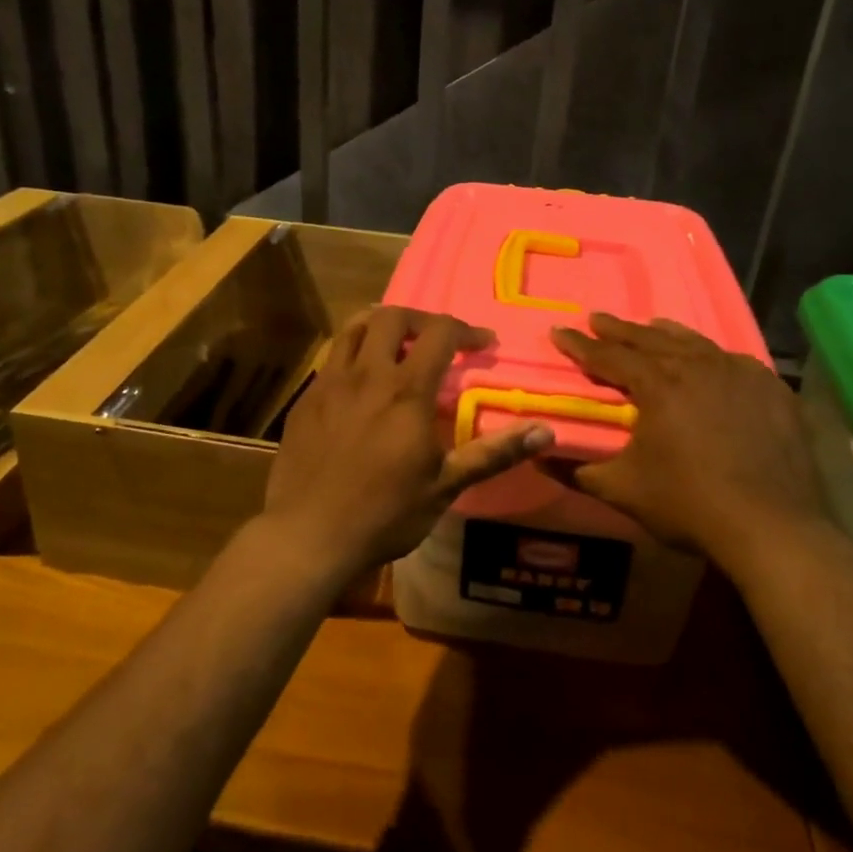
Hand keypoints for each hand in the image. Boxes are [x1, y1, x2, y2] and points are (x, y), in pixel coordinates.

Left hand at [262, 307, 552, 579]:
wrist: (308, 535)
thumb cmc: (384, 514)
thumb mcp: (445, 486)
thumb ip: (493, 453)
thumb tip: (546, 431)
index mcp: (405, 391)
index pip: (440, 334)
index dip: (466, 330)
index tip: (483, 343)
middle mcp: (366, 374)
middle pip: (393, 317)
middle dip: (422, 319)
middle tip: (438, 340)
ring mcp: (330, 383)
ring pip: (354, 327)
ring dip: (381, 324)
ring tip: (398, 342)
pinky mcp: (306, 399)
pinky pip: (332, 356)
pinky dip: (353, 350)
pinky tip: (360, 378)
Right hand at [549, 314, 828, 569]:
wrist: (773, 526)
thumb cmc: (689, 504)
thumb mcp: (623, 490)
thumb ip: (578, 471)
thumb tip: (539, 458)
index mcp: (658, 385)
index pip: (609, 356)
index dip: (580, 345)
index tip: (558, 331)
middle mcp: (698, 367)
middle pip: (650, 339)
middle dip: (618, 329)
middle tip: (596, 318)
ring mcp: (740, 374)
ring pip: (695, 343)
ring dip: (665, 334)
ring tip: (649, 325)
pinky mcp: (772, 390)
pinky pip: (734, 360)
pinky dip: (711, 355)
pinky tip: (710, 359)